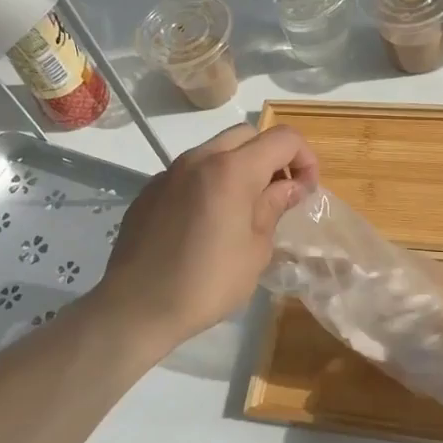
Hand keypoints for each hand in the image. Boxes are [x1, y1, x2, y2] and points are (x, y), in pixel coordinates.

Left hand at [97, 123, 318, 347]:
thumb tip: (290, 187)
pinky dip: (210, 183)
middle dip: (272, 157)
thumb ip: (274, 207)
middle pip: (248, 135)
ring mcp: (170, 172)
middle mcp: (199, 159)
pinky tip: (207, 223)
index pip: (283, 139)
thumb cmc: (207, 283)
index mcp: (232, 170)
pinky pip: (190, 172)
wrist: (137, 307)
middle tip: (279, 195)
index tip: (305, 191)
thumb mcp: (256, 249)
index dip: (305, 159)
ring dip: (239, 168)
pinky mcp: (150, 190)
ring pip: (216, 150)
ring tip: (244, 210)